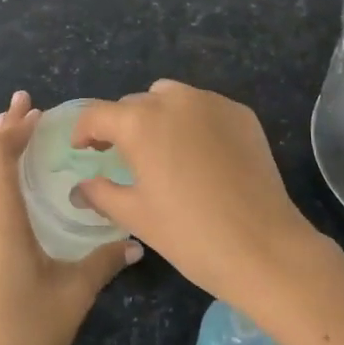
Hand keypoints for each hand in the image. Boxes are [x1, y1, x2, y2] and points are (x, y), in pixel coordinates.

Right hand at [72, 80, 318, 308]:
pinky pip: (204, 108)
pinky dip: (193, 122)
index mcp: (139, 122)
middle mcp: (173, 100)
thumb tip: (80, 187)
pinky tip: (201, 156)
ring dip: (158, 116)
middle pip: (134, 104)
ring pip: (171, 97)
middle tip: (123, 158)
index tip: (83, 149)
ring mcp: (211, 103)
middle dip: (123, 126)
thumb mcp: (136, 216)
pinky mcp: (240, 113)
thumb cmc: (189, 234)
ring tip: (163, 150)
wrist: (263, 247)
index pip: (97, 114)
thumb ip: (100, 193)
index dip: (84, 131)